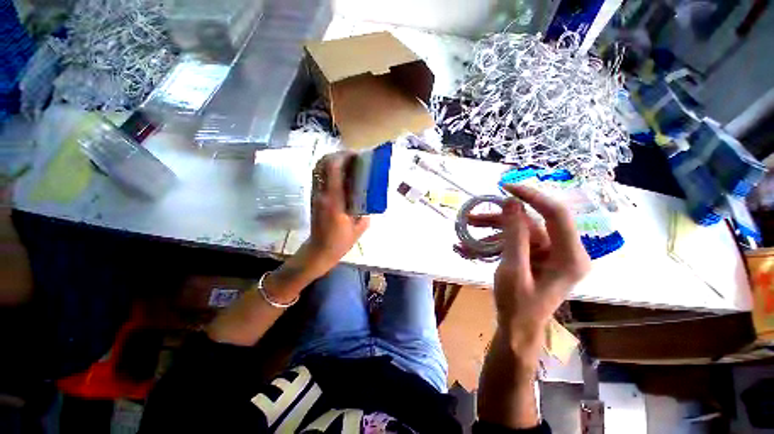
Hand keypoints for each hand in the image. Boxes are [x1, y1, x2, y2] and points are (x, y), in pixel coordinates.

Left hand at [302, 152, 368, 276]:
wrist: (319, 250)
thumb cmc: (340, 241)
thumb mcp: (360, 227)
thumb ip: (365, 209)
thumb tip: (368, 195)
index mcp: (334, 201)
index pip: (333, 169)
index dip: (344, 157)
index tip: (357, 155)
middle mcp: (321, 194)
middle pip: (323, 163)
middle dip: (338, 155)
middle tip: (353, 157)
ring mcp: (315, 194)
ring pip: (318, 168)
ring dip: (332, 160)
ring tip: (347, 162)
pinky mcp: (314, 197)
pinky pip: (319, 176)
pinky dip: (329, 169)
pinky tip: (341, 174)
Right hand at [464, 185, 590, 343]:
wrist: (516, 328)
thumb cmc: (517, 305)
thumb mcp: (512, 269)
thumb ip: (514, 235)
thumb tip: (511, 202)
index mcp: (569, 256)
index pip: (556, 214)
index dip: (531, 196)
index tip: (504, 187)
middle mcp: (563, 250)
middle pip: (530, 222)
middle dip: (498, 219)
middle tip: (471, 217)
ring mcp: (548, 253)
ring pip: (519, 230)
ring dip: (490, 230)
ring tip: (465, 232)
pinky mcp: (536, 255)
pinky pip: (514, 241)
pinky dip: (492, 242)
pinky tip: (470, 247)